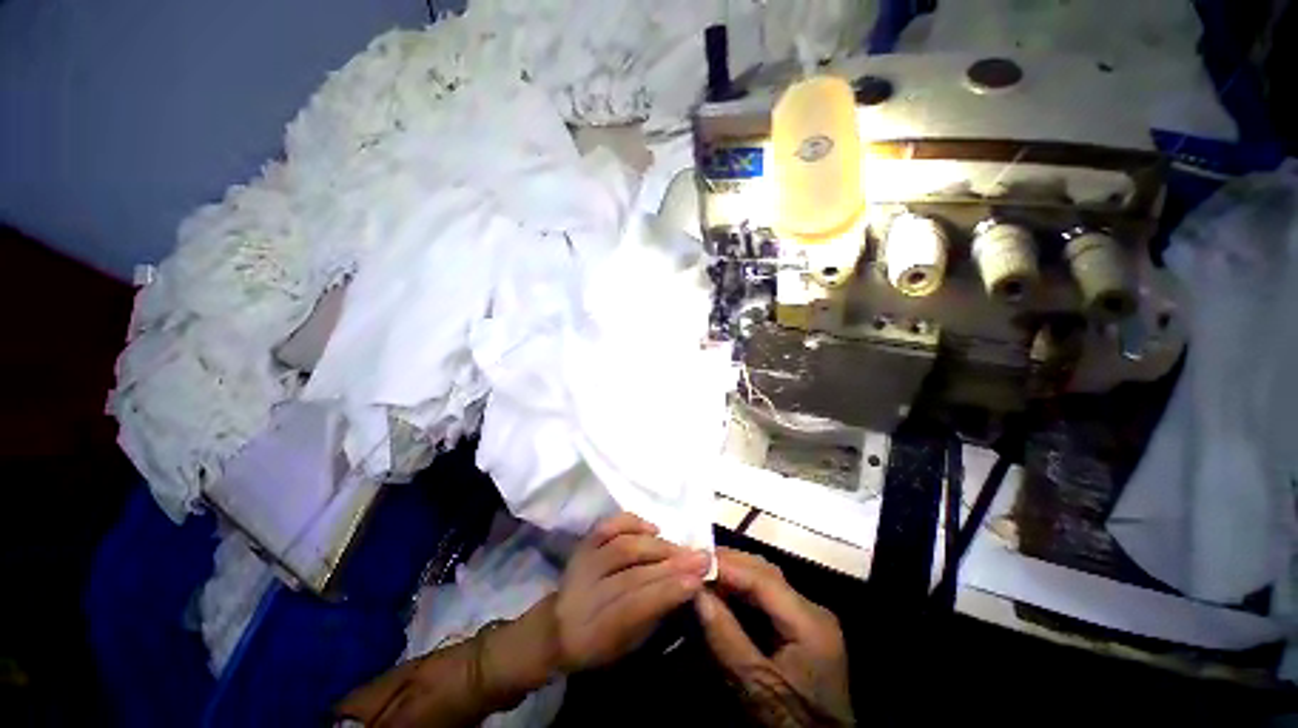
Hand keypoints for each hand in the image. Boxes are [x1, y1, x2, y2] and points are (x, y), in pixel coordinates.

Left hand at [546, 513, 710, 672]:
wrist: (555, 628)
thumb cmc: (600, 644)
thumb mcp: (628, 645)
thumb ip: (654, 616)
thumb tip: (687, 585)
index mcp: (595, 632)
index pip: (634, 607)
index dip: (667, 591)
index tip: (698, 579)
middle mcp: (584, 595)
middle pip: (631, 573)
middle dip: (671, 564)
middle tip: (701, 557)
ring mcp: (581, 565)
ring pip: (623, 547)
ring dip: (658, 546)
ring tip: (683, 547)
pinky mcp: (582, 545)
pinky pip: (608, 526)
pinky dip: (632, 522)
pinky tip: (653, 528)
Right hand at [695, 548, 853, 727]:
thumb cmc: (791, 722)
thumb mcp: (755, 686)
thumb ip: (726, 637)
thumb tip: (697, 592)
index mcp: (810, 622)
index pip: (763, 578)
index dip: (727, 565)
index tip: (694, 560)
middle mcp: (812, 610)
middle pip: (766, 573)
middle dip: (730, 564)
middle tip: (695, 561)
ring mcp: (808, 618)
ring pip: (766, 581)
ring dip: (735, 574)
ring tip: (704, 571)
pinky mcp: (801, 629)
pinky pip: (768, 599)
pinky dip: (743, 592)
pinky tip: (722, 592)